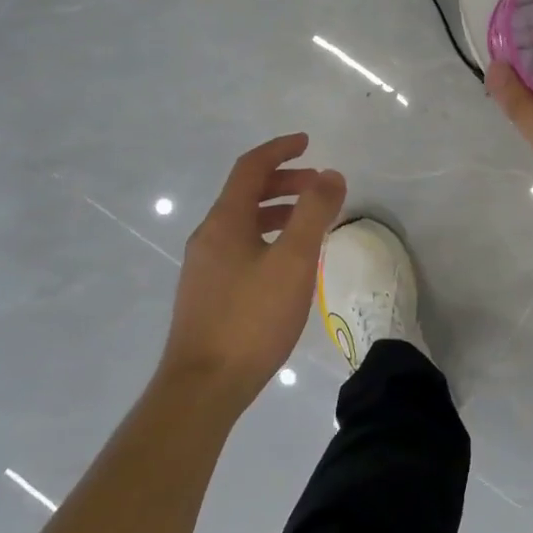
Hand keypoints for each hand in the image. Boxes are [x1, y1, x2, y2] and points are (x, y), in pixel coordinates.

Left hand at [159, 134, 346, 411]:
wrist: (202, 389)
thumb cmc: (251, 319)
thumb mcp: (293, 261)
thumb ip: (314, 213)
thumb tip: (330, 174)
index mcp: (225, 221)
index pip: (251, 167)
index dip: (279, 150)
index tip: (307, 142)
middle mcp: (209, 236)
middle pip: (245, 193)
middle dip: (283, 182)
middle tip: (317, 186)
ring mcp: (203, 267)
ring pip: (243, 223)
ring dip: (276, 211)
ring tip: (309, 224)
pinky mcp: (206, 295)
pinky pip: (239, 247)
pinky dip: (266, 238)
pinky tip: (285, 266)